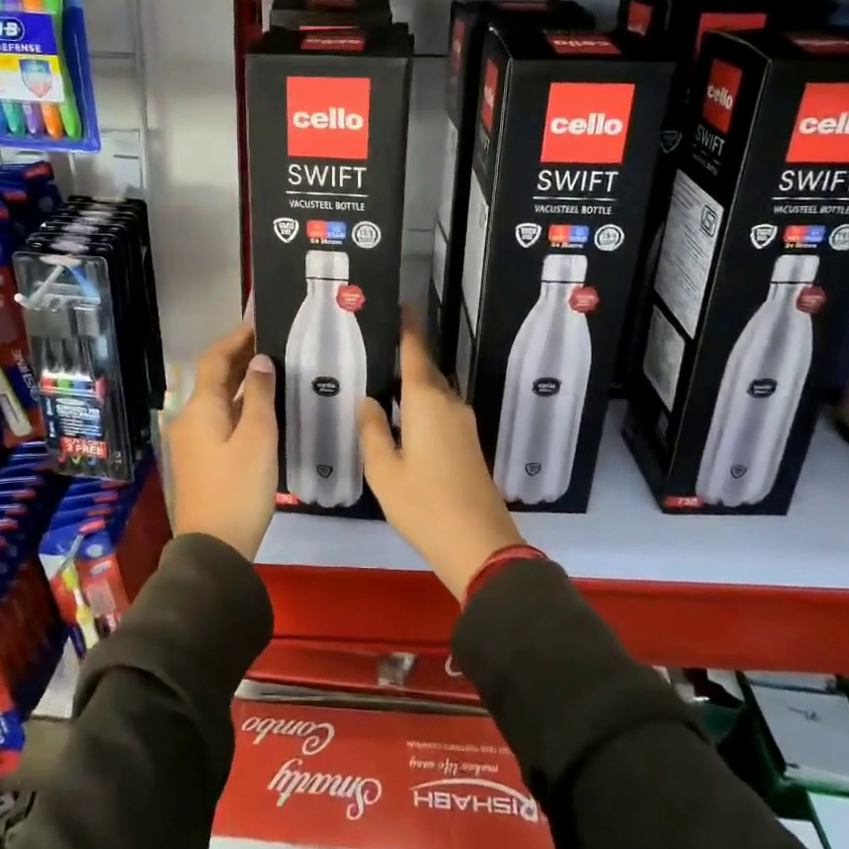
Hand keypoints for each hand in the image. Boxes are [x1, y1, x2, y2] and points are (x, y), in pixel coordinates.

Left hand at [167, 319, 278, 560]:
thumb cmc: (238, 488)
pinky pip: (222, 419)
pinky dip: (241, 405)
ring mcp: (194, 441)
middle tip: (273, 340)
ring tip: (274, 366)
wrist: (214, 548)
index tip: (259, 320)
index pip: (216, 359)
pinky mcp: (203, 459)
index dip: (236, 338)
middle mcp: (191, 419)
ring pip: (220, 399)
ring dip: (243, 381)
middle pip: (216, 378)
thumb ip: (260, 395)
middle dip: (241, 357)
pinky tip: (264, 406)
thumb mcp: (258, 437)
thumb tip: (261, 361)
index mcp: (200, 408)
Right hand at [358, 323, 524, 598]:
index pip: (416, 352)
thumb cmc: (424, 504)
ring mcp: (464, 424)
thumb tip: (369, 401)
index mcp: (427, 402)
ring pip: (436, 391)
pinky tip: (406, 417)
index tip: (402, 305)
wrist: (479, 544)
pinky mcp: (469, 443)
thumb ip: (372, 431)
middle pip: (428, 370)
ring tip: (386, 381)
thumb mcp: (384, 471)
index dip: (409, 328)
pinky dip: (424, 404)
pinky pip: (442, 409)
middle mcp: (449, 404)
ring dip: (416, 383)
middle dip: (409, 355)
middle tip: (379, 347)